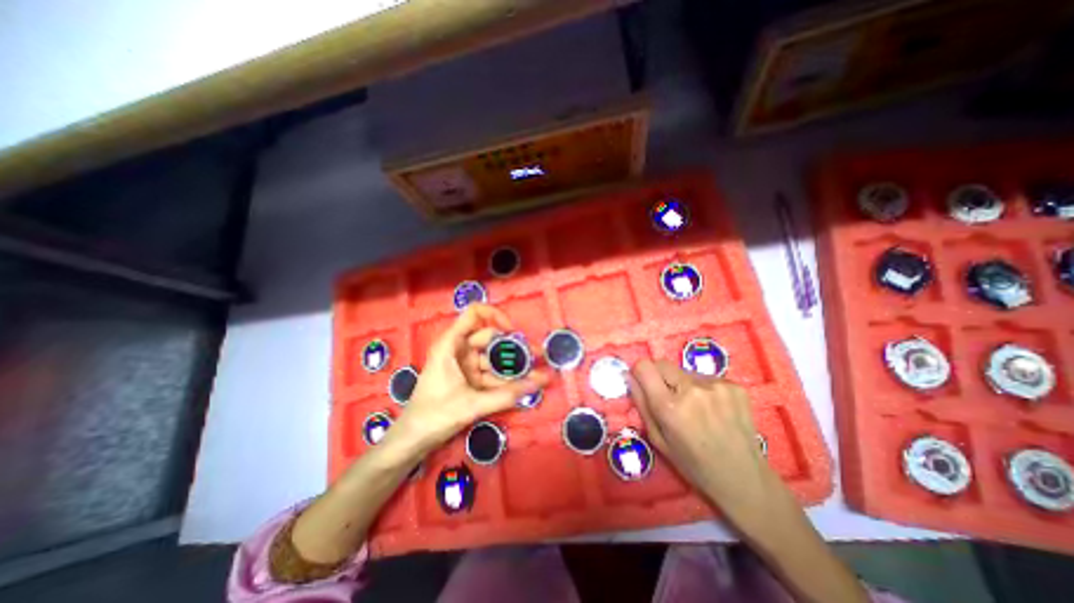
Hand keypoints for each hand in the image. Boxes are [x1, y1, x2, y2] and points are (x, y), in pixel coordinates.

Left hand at [386, 304, 547, 457]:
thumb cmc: (435, 415)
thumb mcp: (473, 404)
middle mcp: (459, 350)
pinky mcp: (469, 380)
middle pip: (491, 339)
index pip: (474, 314)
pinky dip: (506, 380)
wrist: (412, 441)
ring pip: (494, 359)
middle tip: (538, 356)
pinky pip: (491, 375)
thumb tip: (542, 381)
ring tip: (538, 373)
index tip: (513, 332)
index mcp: (451, 344)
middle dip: (514, 347)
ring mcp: (465, 365)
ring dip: (513, 367)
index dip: (496, 316)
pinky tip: (525, 385)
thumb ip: (508, 394)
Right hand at [631, 357, 782, 517]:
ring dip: (682, 384)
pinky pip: (705, 377)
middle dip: (659, 377)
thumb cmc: (693, 464)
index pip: (644, 367)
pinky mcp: (734, 386)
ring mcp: (716, 386)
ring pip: (684, 371)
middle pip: (662, 363)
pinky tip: (713, 409)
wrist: (744, 478)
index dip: (640, 372)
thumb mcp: (658, 439)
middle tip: (668, 398)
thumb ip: (641, 404)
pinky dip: (703, 388)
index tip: (643, 382)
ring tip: (695, 408)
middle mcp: (692, 390)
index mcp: (670, 407)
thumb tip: (630, 376)